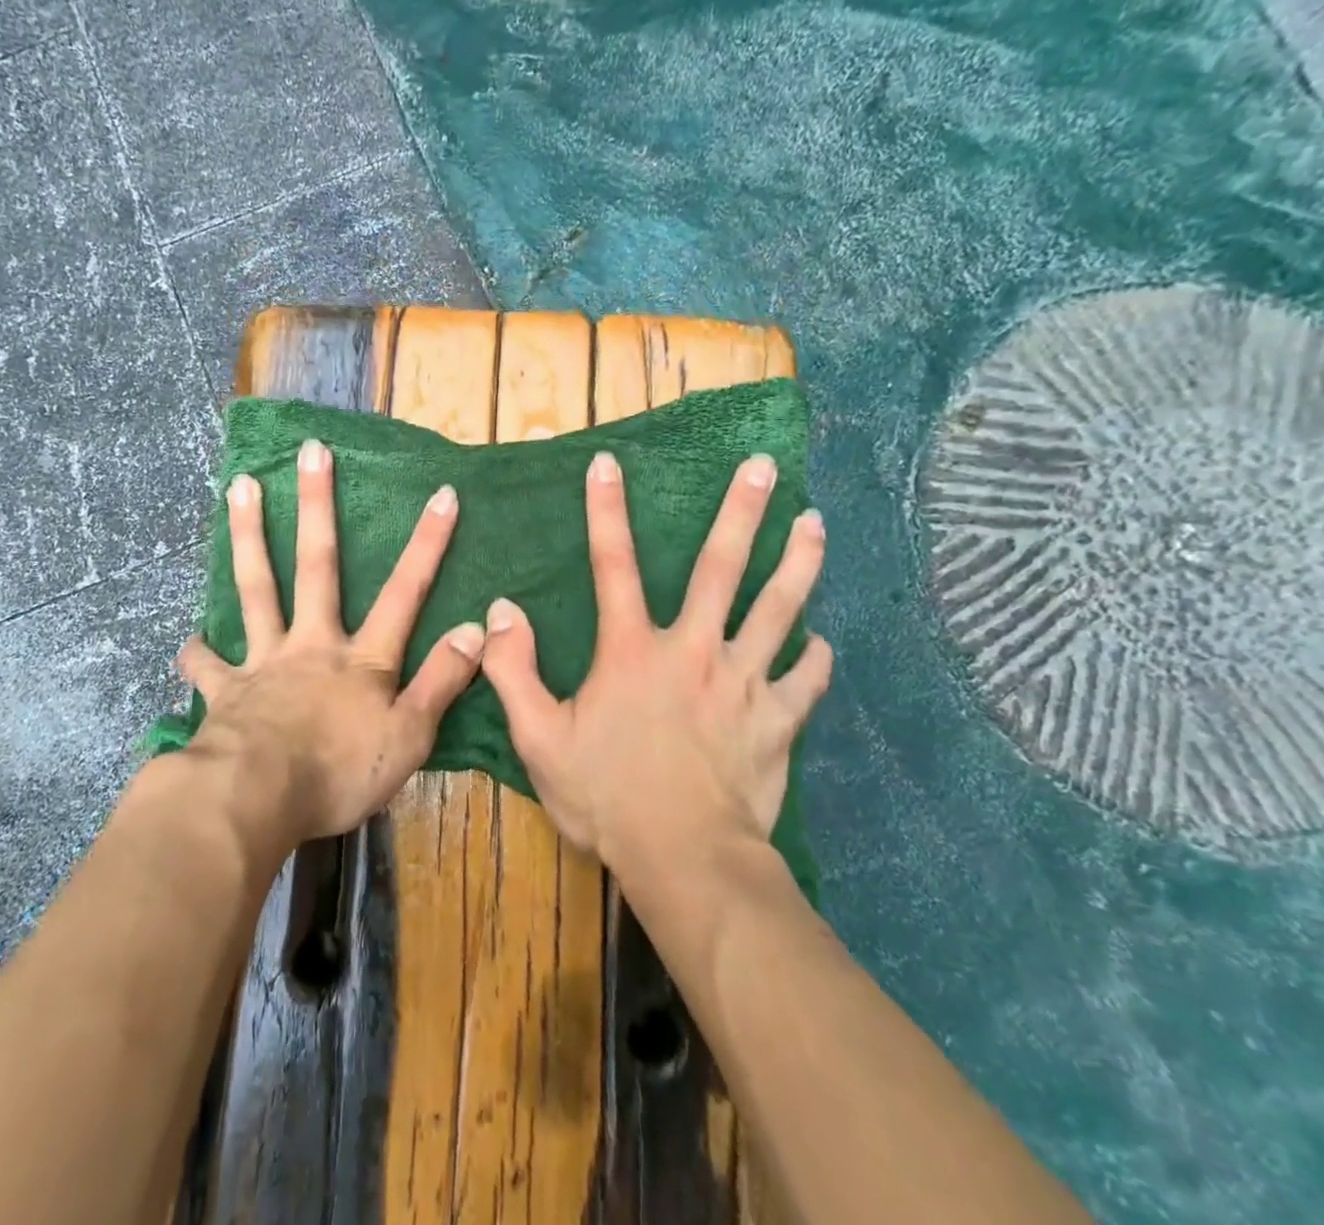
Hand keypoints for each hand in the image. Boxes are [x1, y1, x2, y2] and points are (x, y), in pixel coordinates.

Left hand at [176, 437, 486, 844]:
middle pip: (317, 565)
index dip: (427, 544)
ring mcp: (264, 662)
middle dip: (318, 506)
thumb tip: (476, 629)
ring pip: (257, 587)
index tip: (441, 493)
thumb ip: (441, 682)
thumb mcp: (408, 737)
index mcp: (361, 659)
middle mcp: (311, 644)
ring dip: (250, 535)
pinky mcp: (226, 690)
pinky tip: (189, 639)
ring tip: (240, 487)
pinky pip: (208, 665)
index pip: (404, 593)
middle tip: (309, 452)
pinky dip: (198, 652)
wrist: (254, 800)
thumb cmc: (338, 773)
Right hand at [481, 451, 830, 871]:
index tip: (609, 463)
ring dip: (797, 562)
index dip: (606, 510)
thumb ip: (513, 671)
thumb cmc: (606, 797)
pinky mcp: (778, 720)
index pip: (613, 565)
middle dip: (741, 513)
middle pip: (722, 568)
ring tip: (814, 523)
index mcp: (632, 651)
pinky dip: (815, 657)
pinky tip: (822, 641)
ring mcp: (743, 682)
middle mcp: (693, 651)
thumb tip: (501, 611)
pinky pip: (805, 679)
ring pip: (778, 609)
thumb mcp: (538, 738)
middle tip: (763, 466)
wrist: (685, 859)